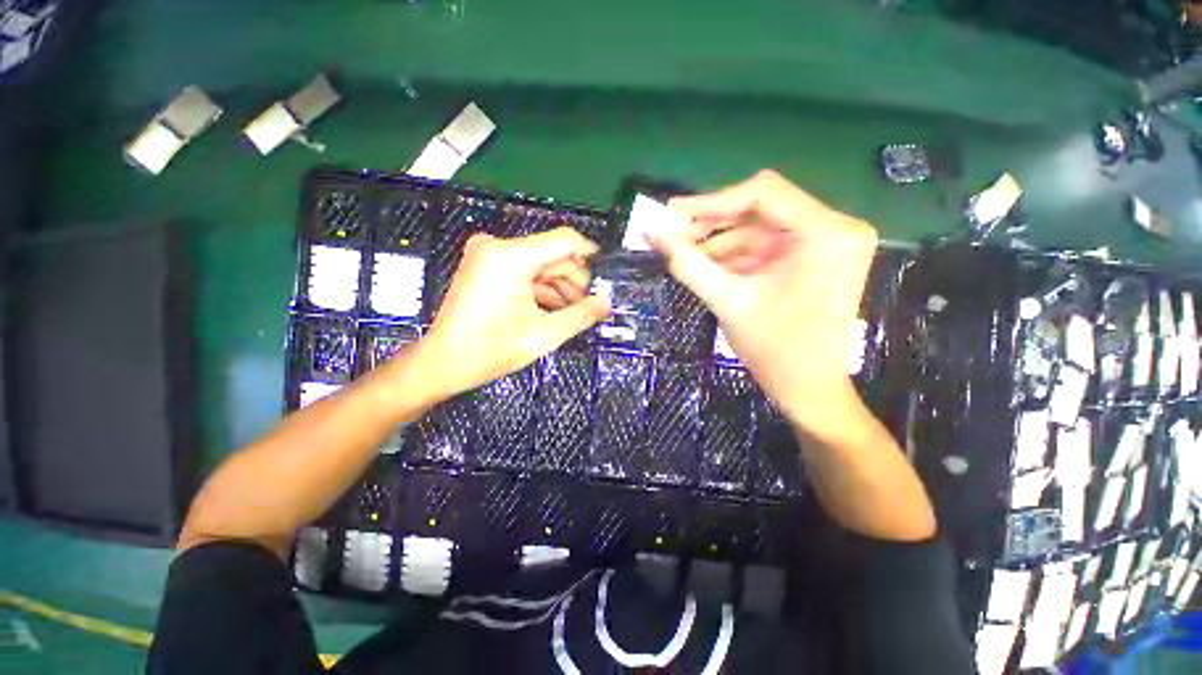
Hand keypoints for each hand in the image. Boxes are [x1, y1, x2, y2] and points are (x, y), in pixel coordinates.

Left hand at [418, 227, 611, 396]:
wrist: (445, 362)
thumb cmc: (491, 349)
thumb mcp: (545, 334)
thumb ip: (582, 315)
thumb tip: (607, 302)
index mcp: (511, 257)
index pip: (564, 241)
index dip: (590, 255)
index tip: (606, 273)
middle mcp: (497, 247)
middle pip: (552, 255)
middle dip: (573, 281)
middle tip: (586, 307)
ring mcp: (488, 255)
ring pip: (539, 264)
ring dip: (558, 287)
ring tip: (569, 313)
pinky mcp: (485, 265)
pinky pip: (523, 270)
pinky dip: (540, 288)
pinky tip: (550, 309)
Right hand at [646, 170, 877, 439]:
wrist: (808, 389)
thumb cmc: (774, 349)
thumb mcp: (726, 301)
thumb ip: (687, 263)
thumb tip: (651, 231)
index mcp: (827, 233)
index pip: (763, 193)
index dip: (711, 201)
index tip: (673, 214)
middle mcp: (835, 228)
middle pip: (762, 208)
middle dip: (713, 223)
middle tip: (675, 235)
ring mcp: (827, 243)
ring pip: (760, 227)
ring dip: (721, 242)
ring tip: (686, 257)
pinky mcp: (815, 258)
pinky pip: (768, 246)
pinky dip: (736, 255)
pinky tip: (709, 267)